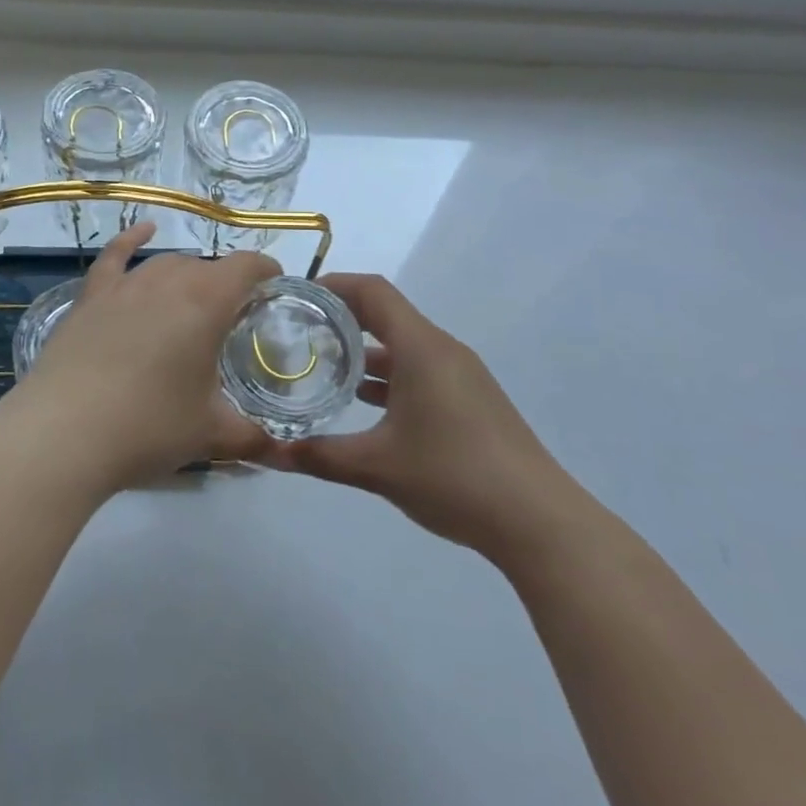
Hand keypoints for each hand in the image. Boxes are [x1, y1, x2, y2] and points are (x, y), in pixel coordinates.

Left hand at [16, 221, 277, 492]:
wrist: (64, 433)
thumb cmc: (148, 427)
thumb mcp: (209, 434)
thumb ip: (250, 435)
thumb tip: (277, 449)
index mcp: (206, 303)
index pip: (246, 267)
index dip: (266, 270)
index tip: (275, 286)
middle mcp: (168, 280)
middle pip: (206, 268)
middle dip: (225, 286)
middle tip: (232, 321)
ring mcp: (125, 285)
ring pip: (166, 265)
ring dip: (187, 277)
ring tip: (193, 302)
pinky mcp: (91, 297)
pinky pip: (115, 256)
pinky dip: (131, 239)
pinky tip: (143, 231)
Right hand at [260, 273, 574, 556]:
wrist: (538, 520)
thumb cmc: (453, 477)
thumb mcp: (377, 467)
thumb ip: (319, 456)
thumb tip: (267, 453)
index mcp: (421, 348)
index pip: (373, 292)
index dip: (335, 285)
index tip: (298, 295)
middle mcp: (442, 350)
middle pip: (387, 314)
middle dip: (343, 318)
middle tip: (300, 330)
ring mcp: (461, 374)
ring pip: (404, 345)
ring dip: (366, 350)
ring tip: (323, 366)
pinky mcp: (471, 399)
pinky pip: (421, 368)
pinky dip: (389, 375)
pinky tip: (365, 405)